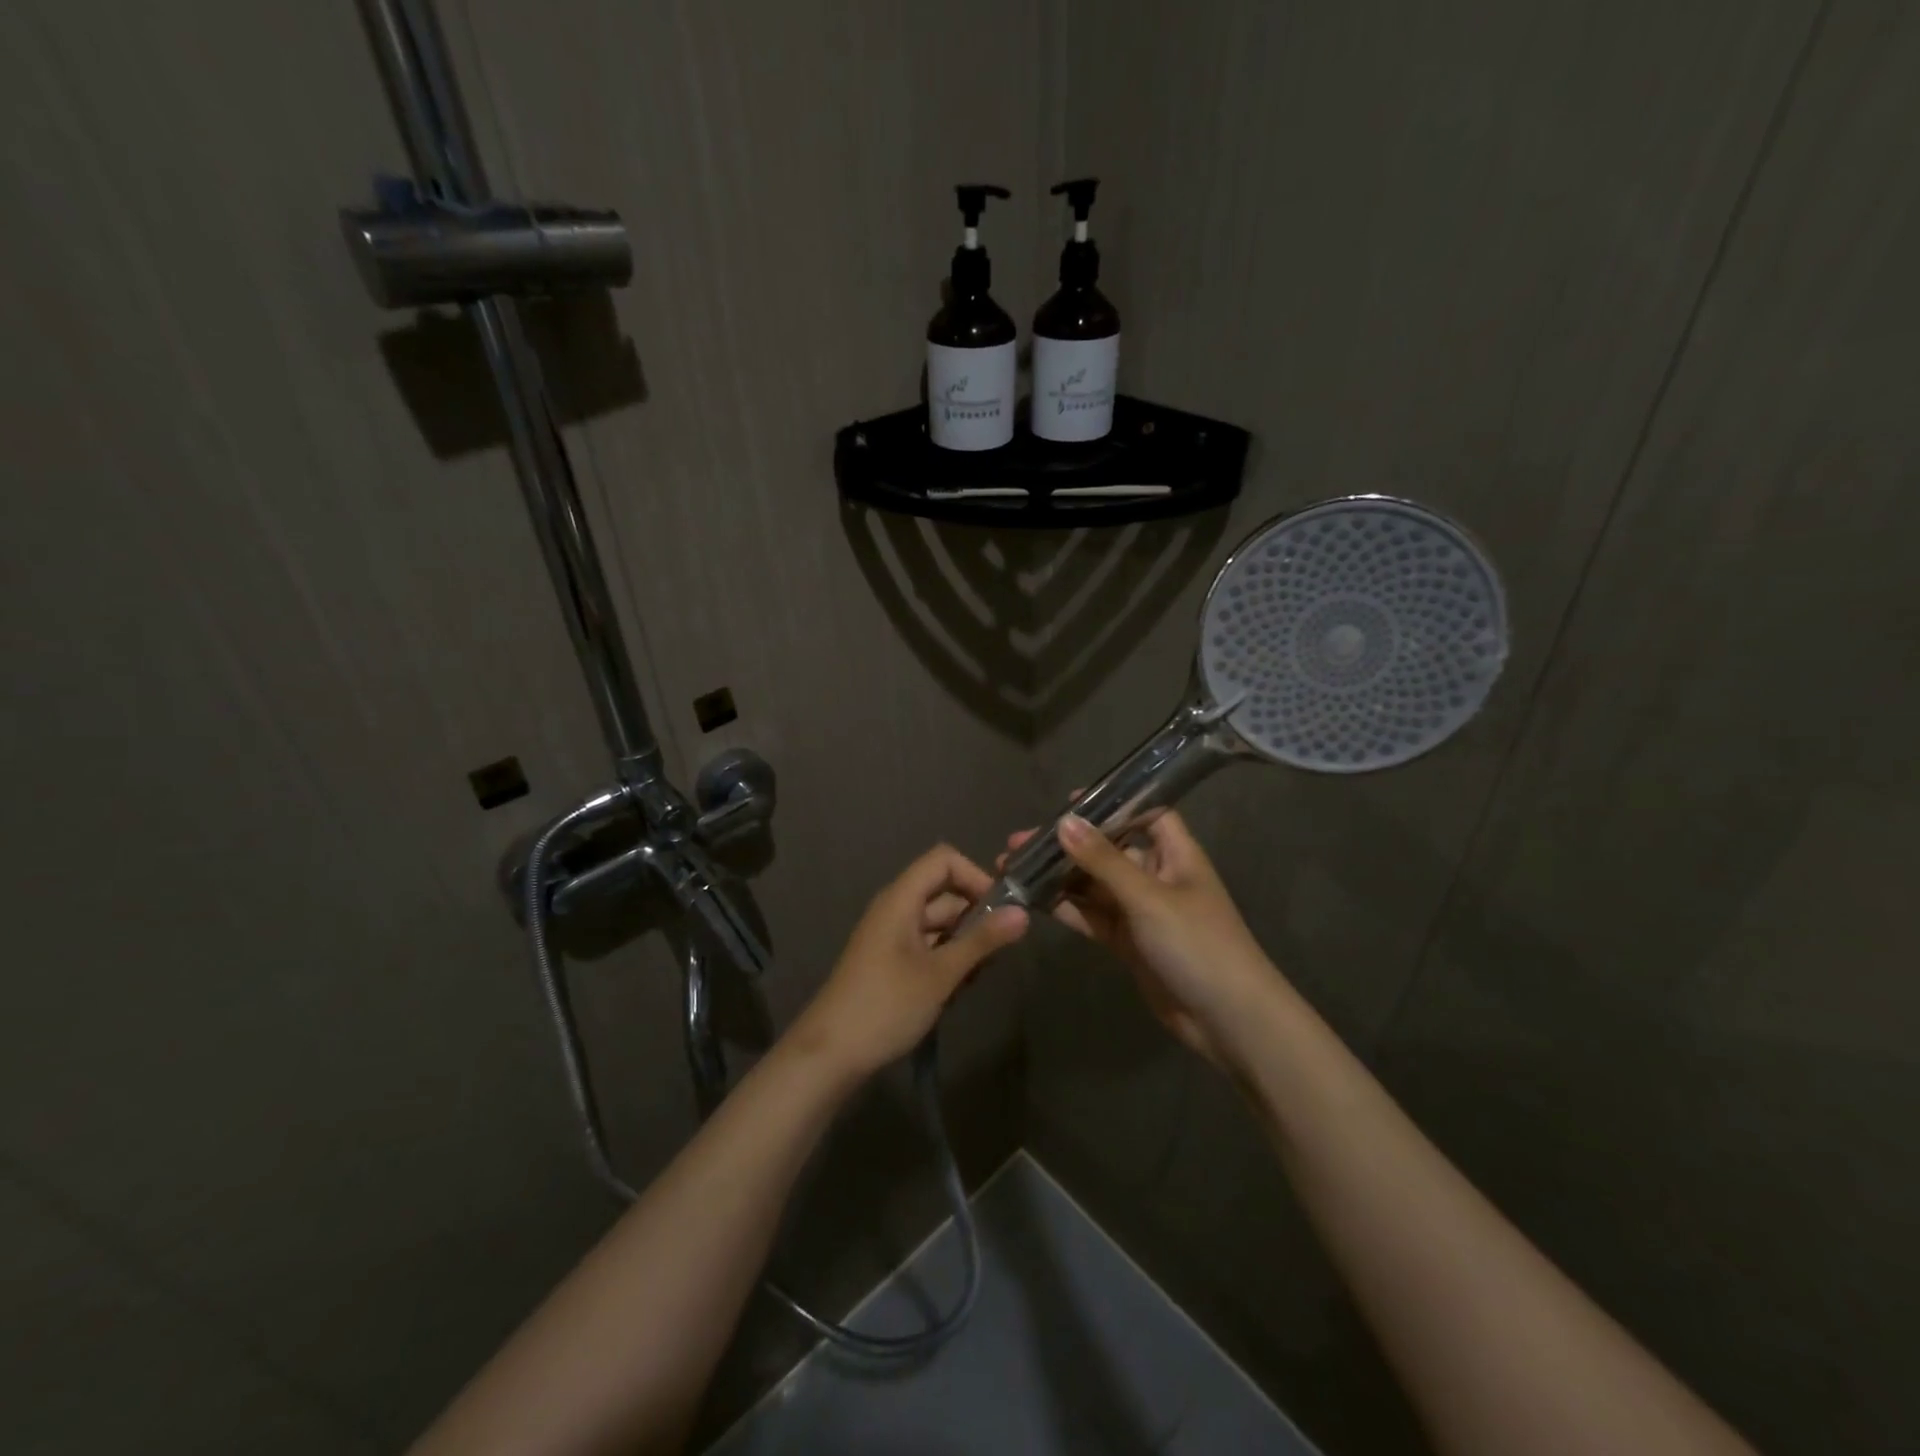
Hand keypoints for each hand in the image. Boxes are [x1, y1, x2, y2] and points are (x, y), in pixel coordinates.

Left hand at [790, 844, 1028, 1079]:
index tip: (1000, 909)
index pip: (944, 860)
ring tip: (977, 979)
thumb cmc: (886, 1005)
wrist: (829, 1054)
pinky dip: (947, 961)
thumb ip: (982, 941)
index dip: (975, 875)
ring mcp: (892, 937)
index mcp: (901, 898)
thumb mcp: (940, 974)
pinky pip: (928, 947)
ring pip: (940, 924)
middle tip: (997, 954)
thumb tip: (1023, 912)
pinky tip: (957, 991)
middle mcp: (896, 909)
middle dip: (976, 918)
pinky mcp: (892, 962)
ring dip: (964, 945)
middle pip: (945, 894)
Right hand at [1003, 809, 1276, 1066]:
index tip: (1067, 801)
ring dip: (1059, 876)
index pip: (1145, 813)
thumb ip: (1104, 860)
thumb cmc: (1198, 945)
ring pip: (1094, 884)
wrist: (1229, 1021)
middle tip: (1019, 842)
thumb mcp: (1149, 898)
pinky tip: (1032, 900)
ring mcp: (1141, 911)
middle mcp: (1157, 876)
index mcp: (1175, 854)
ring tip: (1013, 868)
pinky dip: (1066, 908)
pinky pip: (1092, 916)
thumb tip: (1064, 822)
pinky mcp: (1128, 942)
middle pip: (1108, 849)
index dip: (1112, 803)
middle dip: (1068, 844)